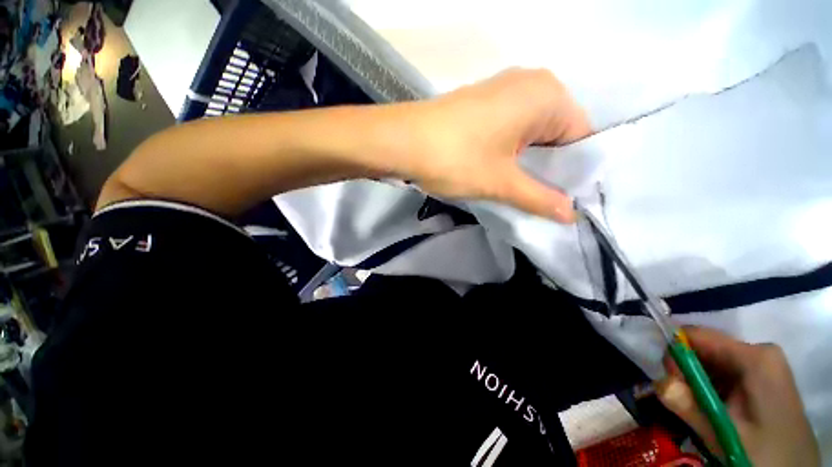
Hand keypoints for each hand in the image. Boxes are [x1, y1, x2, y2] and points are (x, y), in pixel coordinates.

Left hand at [407, 69, 590, 222]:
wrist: (401, 142)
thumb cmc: (455, 158)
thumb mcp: (501, 183)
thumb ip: (540, 198)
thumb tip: (571, 215)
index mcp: (548, 95)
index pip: (581, 138)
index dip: (574, 172)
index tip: (566, 199)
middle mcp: (531, 84)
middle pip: (557, 134)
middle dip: (550, 168)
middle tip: (544, 200)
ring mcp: (504, 90)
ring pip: (532, 133)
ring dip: (529, 162)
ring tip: (522, 190)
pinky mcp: (483, 103)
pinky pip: (512, 128)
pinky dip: (512, 151)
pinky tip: (503, 171)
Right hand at [657, 327, 819, 466]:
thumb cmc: (764, 452)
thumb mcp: (724, 434)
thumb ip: (689, 407)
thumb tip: (658, 383)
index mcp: (754, 356)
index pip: (696, 335)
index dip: (676, 355)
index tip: (670, 383)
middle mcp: (758, 352)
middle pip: (703, 348)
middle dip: (685, 373)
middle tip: (682, 401)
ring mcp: (762, 364)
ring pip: (711, 362)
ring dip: (696, 383)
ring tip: (698, 411)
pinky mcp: (761, 376)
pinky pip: (722, 372)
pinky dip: (708, 388)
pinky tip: (711, 409)